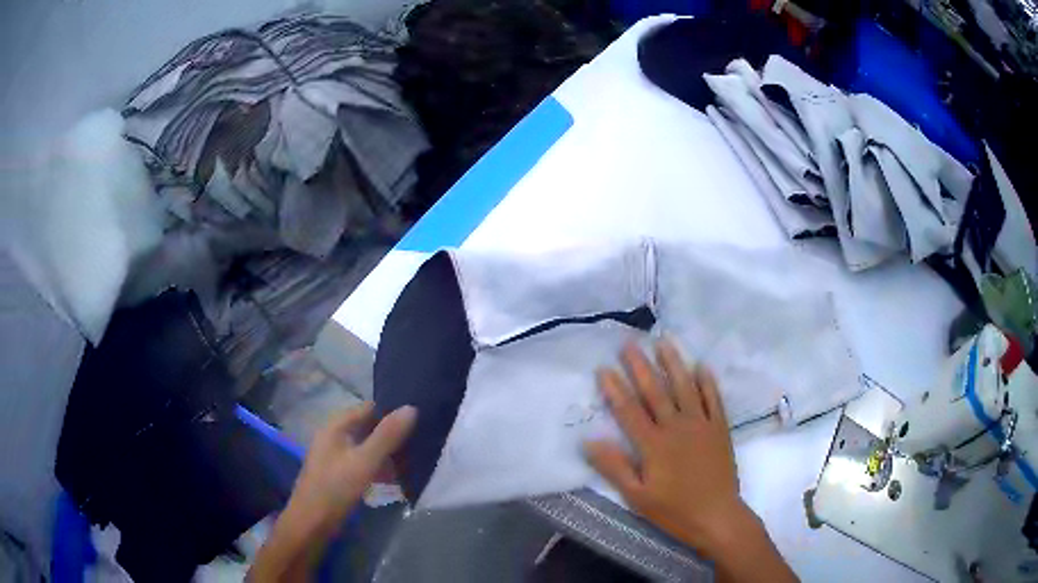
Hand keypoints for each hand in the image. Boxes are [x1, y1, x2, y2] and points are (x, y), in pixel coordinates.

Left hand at [286, 402, 416, 532]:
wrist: (311, 524)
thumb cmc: (335, 488)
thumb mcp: (364, 461)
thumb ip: (387, 436)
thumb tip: (411, 408)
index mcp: (336, 427)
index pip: (369, 408)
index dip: (392, 411)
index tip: (419, 419)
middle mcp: (334, 437)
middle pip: (368, 428)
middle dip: (392, 435)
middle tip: (421, 443)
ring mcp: (335, 457)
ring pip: (367, 448)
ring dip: (388, 454)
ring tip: (414, 462)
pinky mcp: (339, 475)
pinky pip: (364, 464)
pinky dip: (379, 468)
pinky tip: (396, 480)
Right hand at [584, 340, 747, 556]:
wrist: (717, 516)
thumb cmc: (674, 510)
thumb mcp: (637, 496)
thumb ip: (614, 467)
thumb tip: (589, 440)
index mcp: (653, 445)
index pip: (629, 411)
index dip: (614, 388)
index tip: (603, 367)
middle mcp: (677, 427)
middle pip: (655, 392)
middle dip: (640, 366)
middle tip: (629, 342)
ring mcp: (701, 424)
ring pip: (685, 387)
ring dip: (674, 363)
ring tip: (664, 341)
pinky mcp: (719, 428)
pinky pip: (713, 398)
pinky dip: (707, 381)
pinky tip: (702, 366)